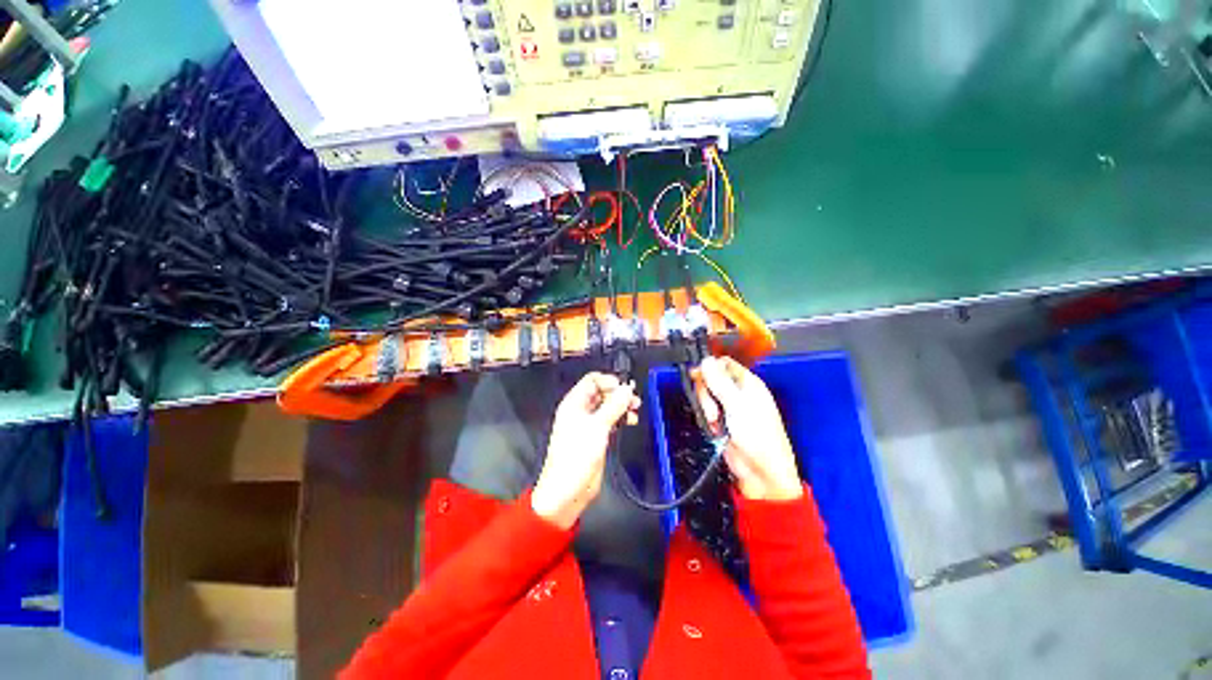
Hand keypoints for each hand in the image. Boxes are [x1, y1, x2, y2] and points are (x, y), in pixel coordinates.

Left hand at [532, 373, 640, 528]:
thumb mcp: (597, 426)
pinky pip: (610, 420)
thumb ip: (614, 406)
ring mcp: (588, 424)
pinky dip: (620, 418)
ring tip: (635, 410)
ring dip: (622, 406)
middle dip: (618, 394)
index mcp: (574, 403)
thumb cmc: (576, 456)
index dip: (608, 381)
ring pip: (607, 406)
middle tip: (633, 400)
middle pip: (601, 392)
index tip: (624, 388)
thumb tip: (626, 389)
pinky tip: (630, 421)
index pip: (592, 381)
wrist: (567, 490)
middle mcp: (580, 411)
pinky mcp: (596, 437)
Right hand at [695, 356, 802, 501]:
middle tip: (712, 408)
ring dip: (706, 407)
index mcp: (747, 383)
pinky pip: (706, 411)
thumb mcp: (737, 405)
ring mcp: (728, 407)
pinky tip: (714, 428)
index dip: (709, 368)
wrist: (761, 471)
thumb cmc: (756, 435)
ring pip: (706, 395)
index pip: (723, 364)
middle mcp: (737, 392)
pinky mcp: (721, 421)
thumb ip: (719, 382)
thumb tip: (705, 360)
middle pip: (710, 379)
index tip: (696, 376)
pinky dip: (706, 419)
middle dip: (706, 393)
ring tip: (715, 421)